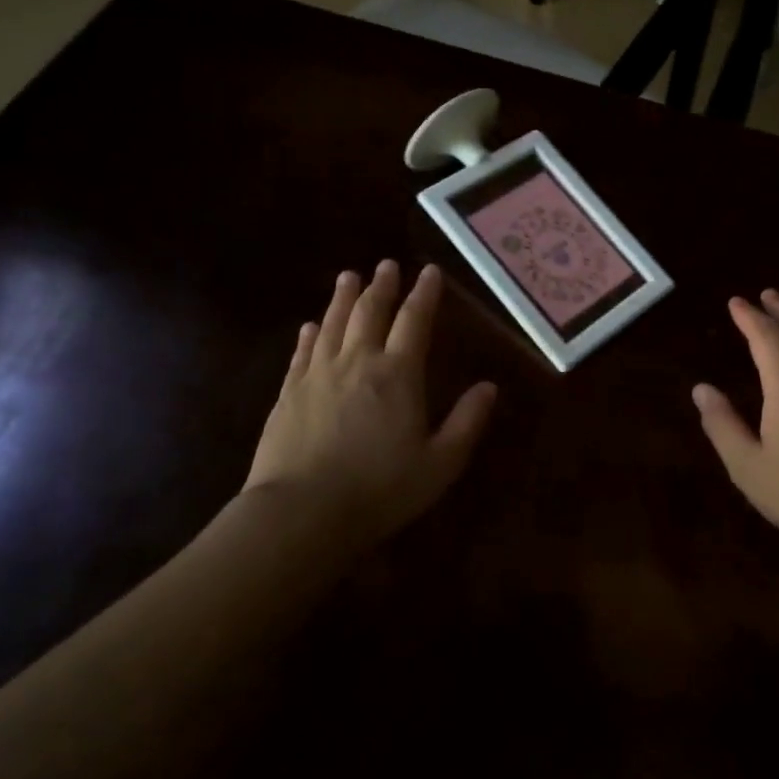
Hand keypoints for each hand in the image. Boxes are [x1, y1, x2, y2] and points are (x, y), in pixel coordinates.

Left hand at [238, 261, 496, 549]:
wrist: (301, 513)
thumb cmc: (380, 489)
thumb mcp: (440, 463)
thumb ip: (467, 422)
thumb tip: (489, 387)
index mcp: (398, 374)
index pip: (415, 321)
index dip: (424, 294)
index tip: (429, 271)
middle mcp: (357, 362)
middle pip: (369, 312)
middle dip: (382, 286)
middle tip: (387, 264)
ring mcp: (317, 375)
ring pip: (332, 324)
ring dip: (343, 298)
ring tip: (349, 277)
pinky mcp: (288, 394)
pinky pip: (302, 352)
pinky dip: (310, 334)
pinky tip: (310, 326)